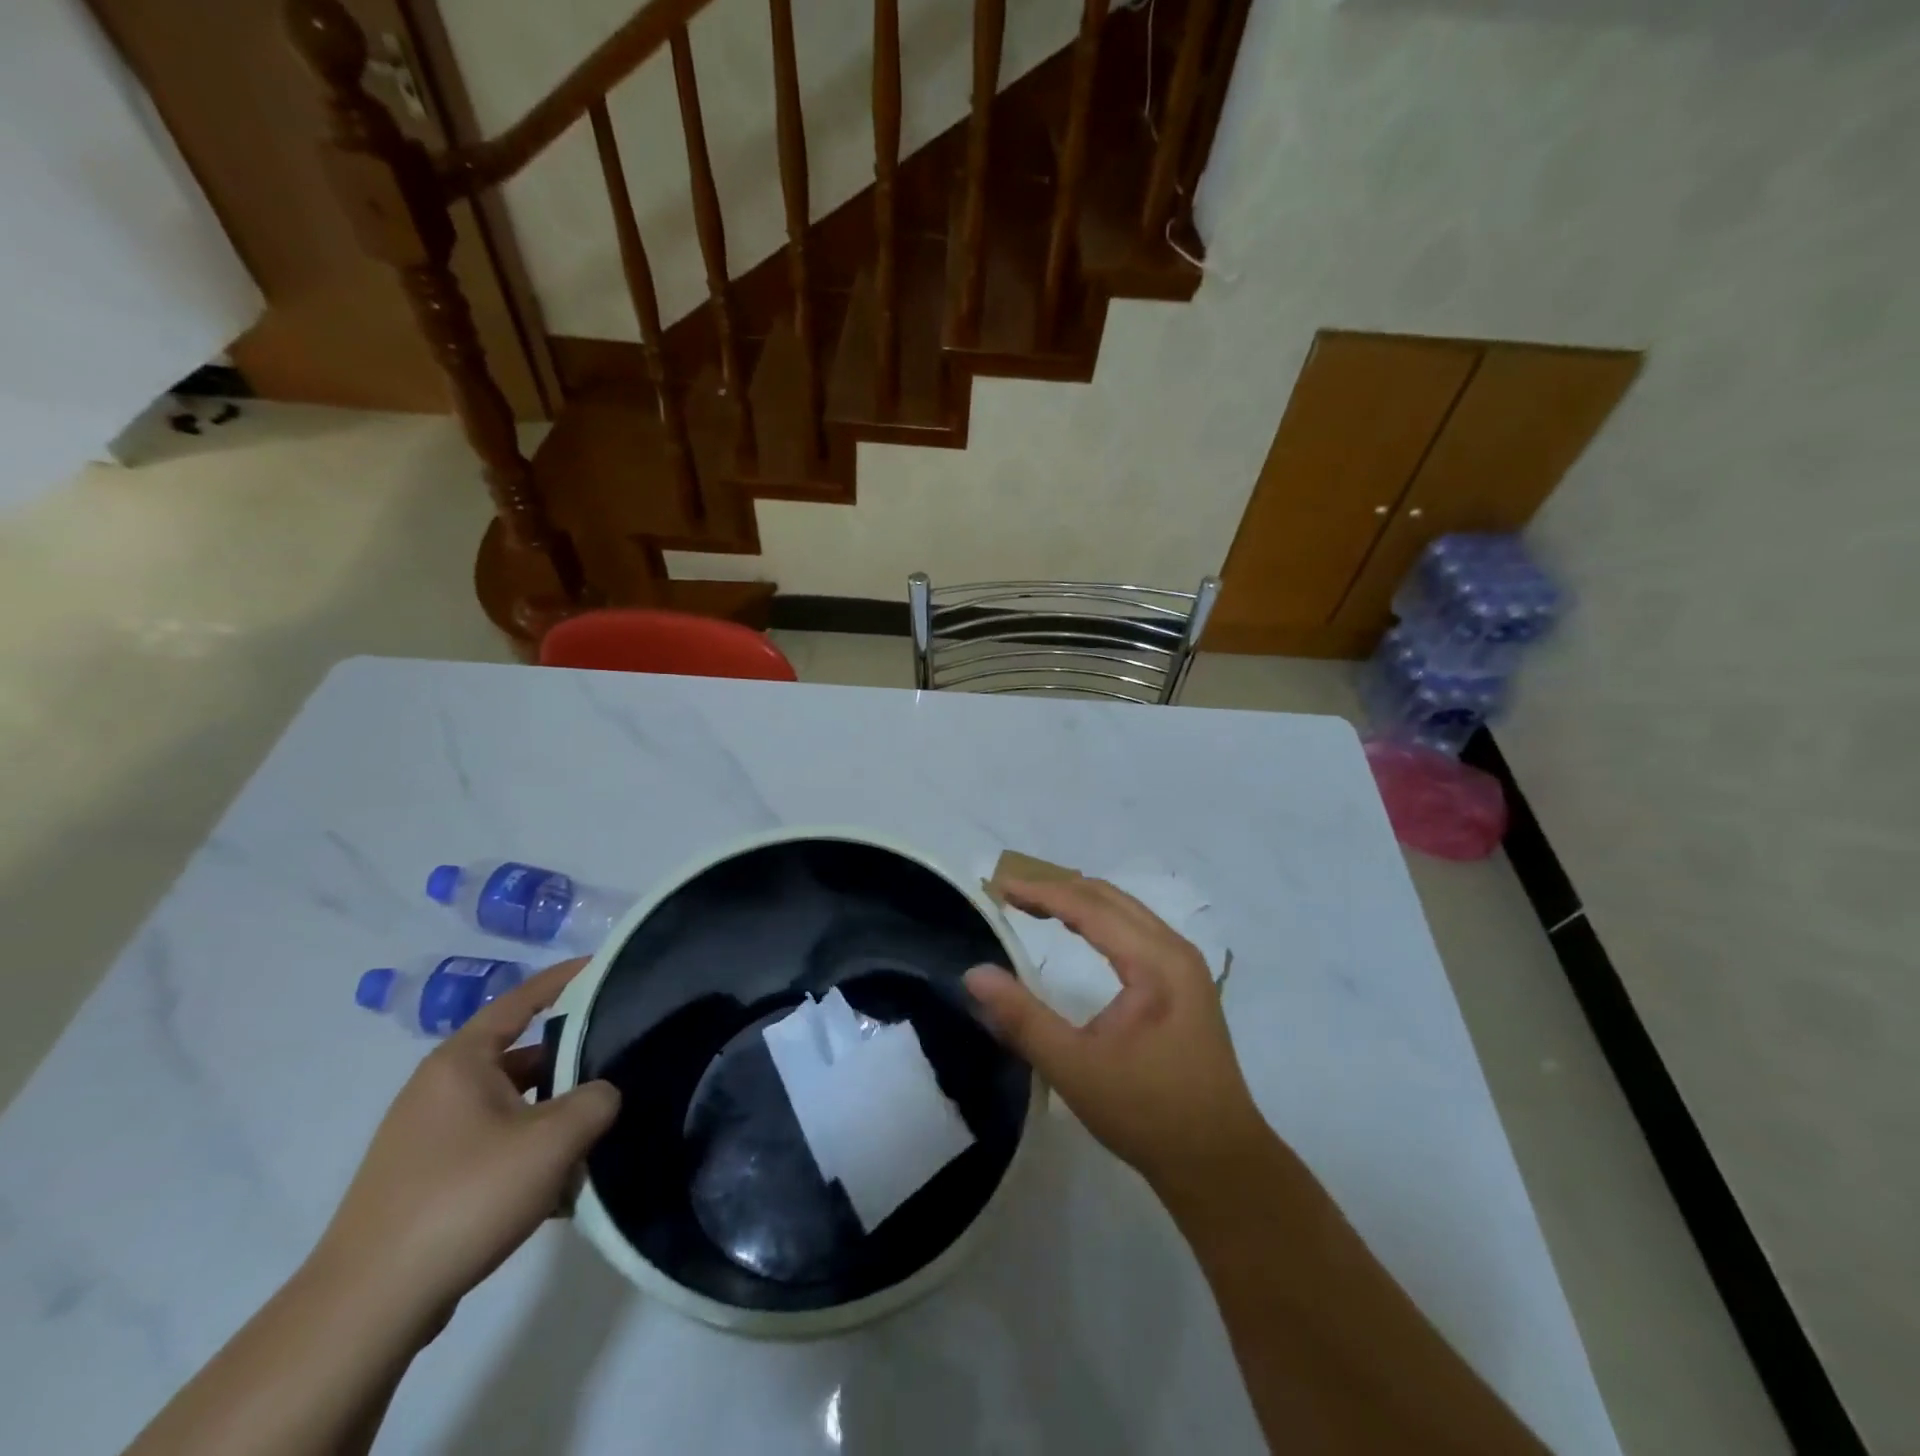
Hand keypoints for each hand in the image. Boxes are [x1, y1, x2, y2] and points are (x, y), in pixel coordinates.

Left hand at [311, 958, 619, 1339]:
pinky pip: (493, 1146)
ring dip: (553, 1119)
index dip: (564, 980)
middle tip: (619, 1069)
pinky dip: (528, 1154)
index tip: (603, 967)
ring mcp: (427, 1137)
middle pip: (522, 1058)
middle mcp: (440, 1088)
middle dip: (571, 1065)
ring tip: (595, 1140)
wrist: (367, 1307)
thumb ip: (596, 1100)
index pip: (521, 1000)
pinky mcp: (425, 1180)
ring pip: (512, 1107)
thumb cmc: (464, 1197)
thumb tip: (603, 1094)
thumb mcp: (553, 1140)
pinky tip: (557, 1189)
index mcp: (461, 1062)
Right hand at [965, 877, 1268, 1198]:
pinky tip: (1080, 932)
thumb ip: (1022, 1018)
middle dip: (1058, 889)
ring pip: (1126, 912)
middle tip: (1011, 894)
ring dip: (1080, 902)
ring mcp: (1185, 967)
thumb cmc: (1147, 1113)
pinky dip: (1100, 921)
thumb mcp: (1075, 1067)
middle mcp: (1175, 951)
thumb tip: (974, 975)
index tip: (999, 886)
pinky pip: (1136, 931)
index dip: (1041, 892)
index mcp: (1156, 962)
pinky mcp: (1185, 984)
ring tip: (1036, 905)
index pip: (1090, 908)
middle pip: (1110, 899)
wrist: (1219, 1163)